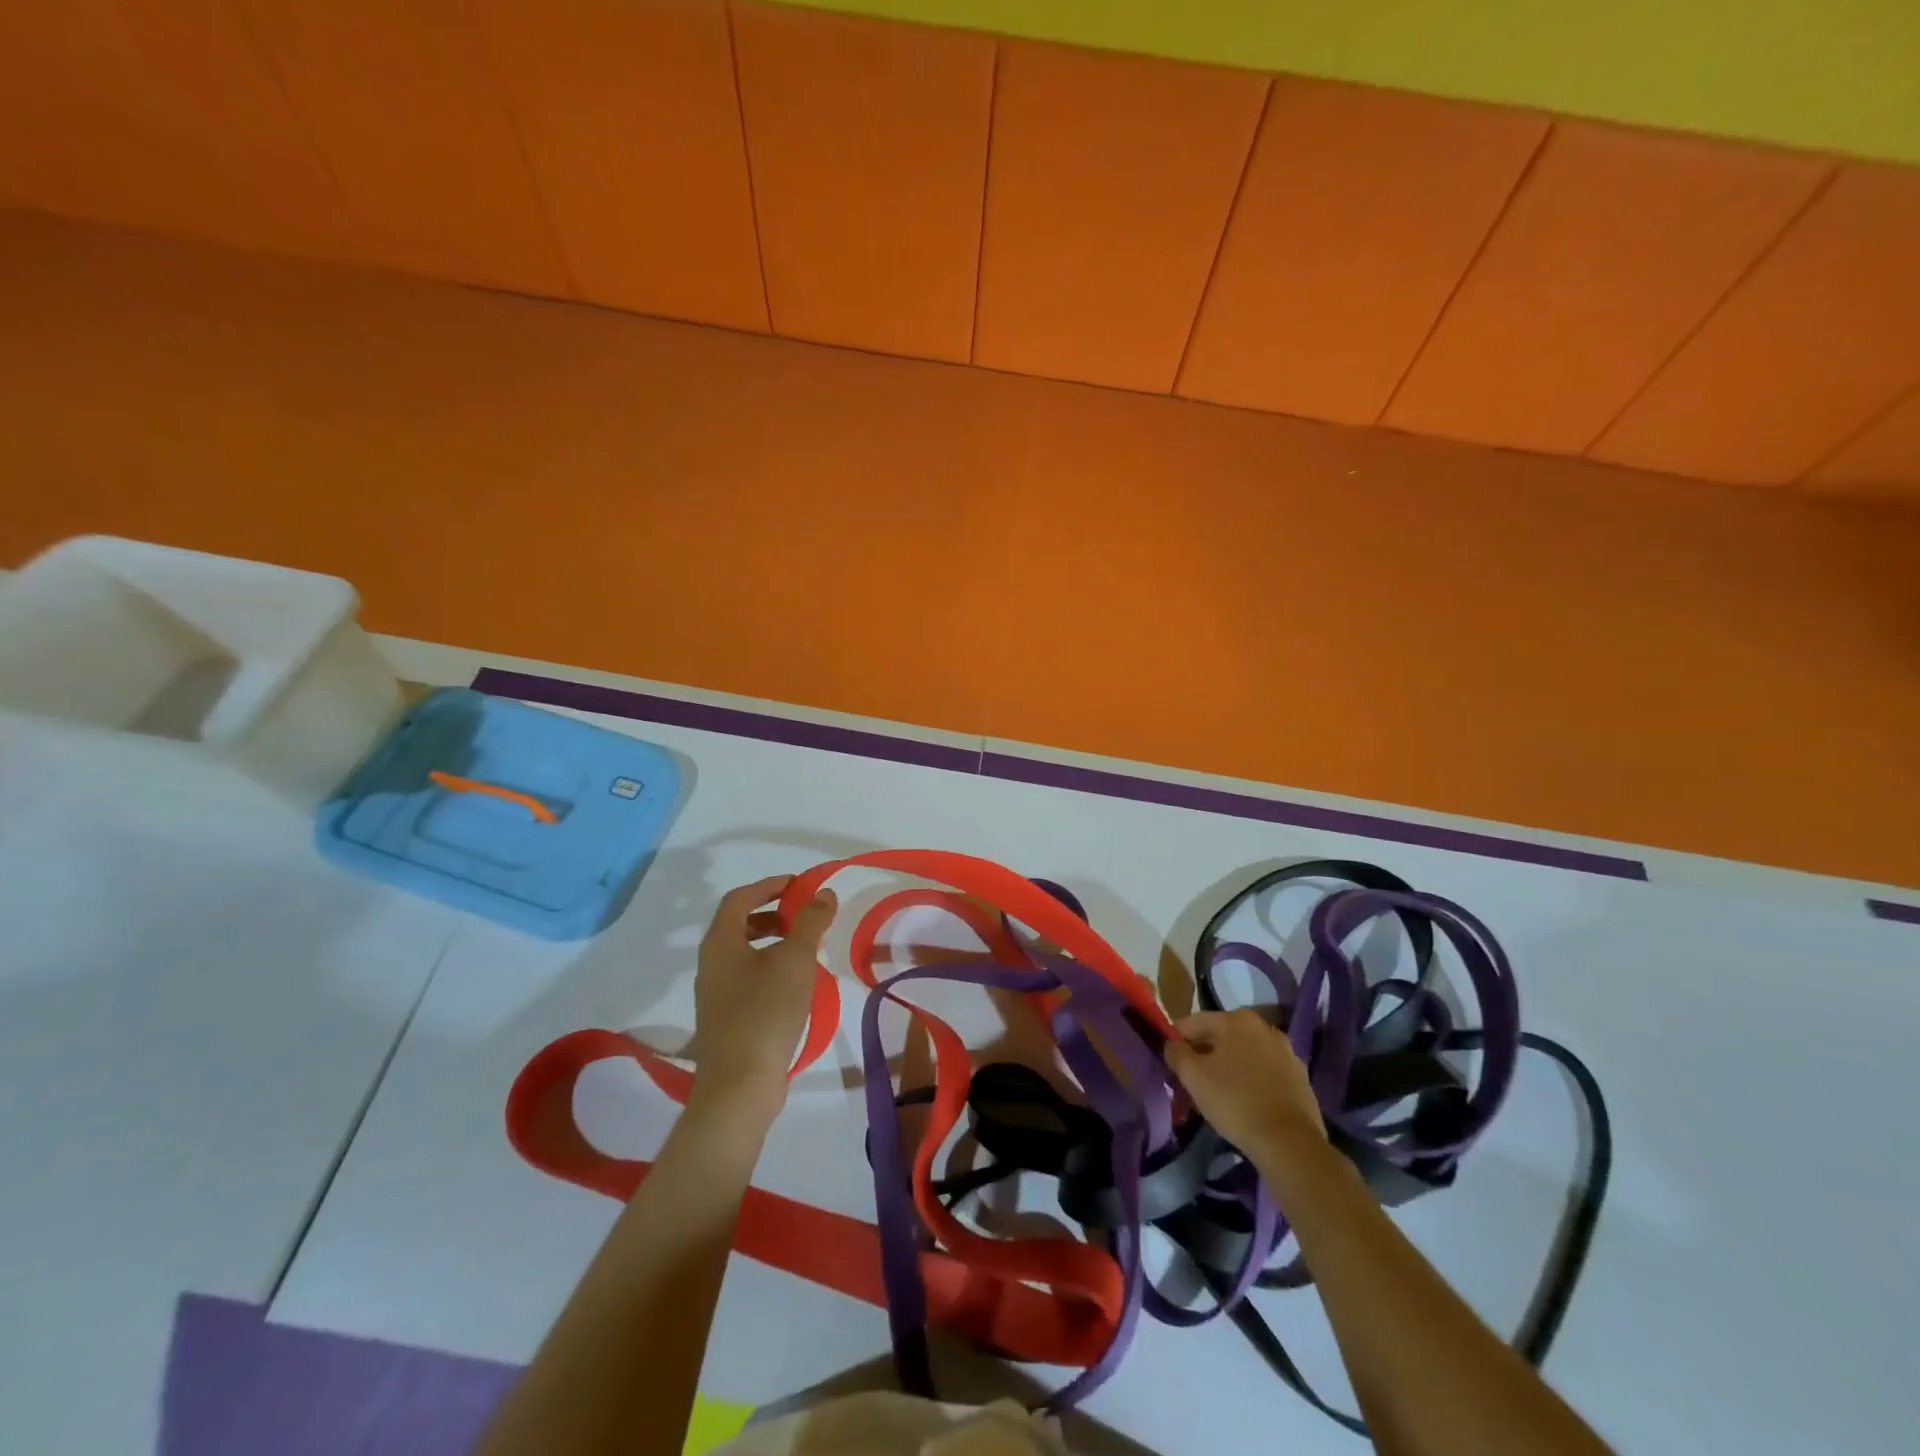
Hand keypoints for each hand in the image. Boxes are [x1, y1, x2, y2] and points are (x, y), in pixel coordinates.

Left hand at [687, 875, 836, 1132]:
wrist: (740, 1085)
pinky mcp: (725, 1018)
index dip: (768, 885)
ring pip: (743, 953)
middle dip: (772, 913)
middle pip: (738, 924)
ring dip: (773, 941)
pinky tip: (796, 983)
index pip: (740, 898)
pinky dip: (770, 967)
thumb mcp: (796, 959)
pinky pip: (746, 977)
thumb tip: (824, 893)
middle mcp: (711, 963)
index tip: (798, 885)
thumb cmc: (766, 1011)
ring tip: (806, 948)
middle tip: (804, 915)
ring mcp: (715, 993)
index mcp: (720, 942)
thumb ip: (811, 921)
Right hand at [1165, 1009, 1325, 1162]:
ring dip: (1227, 1068)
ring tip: (1216, 1095)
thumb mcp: (1193, 1076)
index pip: (1193, 1023)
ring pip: (1244, 1055)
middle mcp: (1264, 1027)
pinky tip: (1243, 1104)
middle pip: (1220, 1037)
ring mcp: (1287, 1053)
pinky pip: (1264, 1073)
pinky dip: (1250, 1082)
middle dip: (1203, 1056)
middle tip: (1190, 1081)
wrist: (1289, 1143)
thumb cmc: (1235, 1101)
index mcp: (1237, 1019)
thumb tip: (1171, 1045)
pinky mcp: (1300, 1079)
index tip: (1169, 1063)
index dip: (1175, 1041)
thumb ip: (1175, 1053)